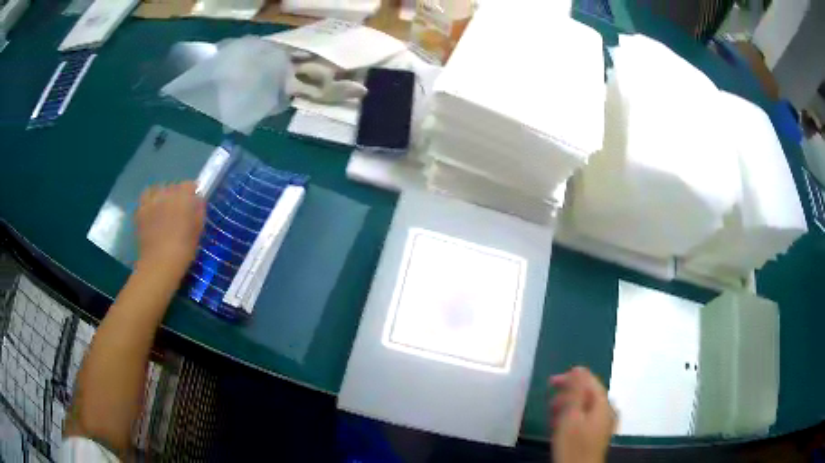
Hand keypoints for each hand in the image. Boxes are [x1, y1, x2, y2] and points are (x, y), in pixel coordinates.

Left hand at [135, 182, 204, 275]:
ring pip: (159, 189)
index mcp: (184, 197)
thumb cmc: (183, 250)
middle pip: (174, 186)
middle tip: (179, 210)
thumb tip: (198, 201)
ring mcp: (152, 200)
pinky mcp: (141, 209)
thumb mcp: (197, 231)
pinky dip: (150, 199)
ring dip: (163, 195)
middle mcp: (167, 193)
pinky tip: (152, 210)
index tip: (194, 205)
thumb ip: (199, 211)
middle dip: (177, 195)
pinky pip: (146, 196)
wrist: (159, 264)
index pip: (190, 185)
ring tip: (164, 207)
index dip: (192, 194)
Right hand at [549, 367, 615, 462]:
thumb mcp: (571, 416)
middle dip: (568, 393)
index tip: (553, 380)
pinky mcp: (597, 434)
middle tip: (549, 397)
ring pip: (586, 406)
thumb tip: (579, 369)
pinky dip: (573, 417)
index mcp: (603, 403)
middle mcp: (607, 410)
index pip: (590, 382)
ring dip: (569, 406)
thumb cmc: (574, 444)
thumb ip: (576, 392)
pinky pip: (586, 418)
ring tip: (551, 412)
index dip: (572, 377)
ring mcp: (603, 423)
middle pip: (589, 394)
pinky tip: (561, 424)